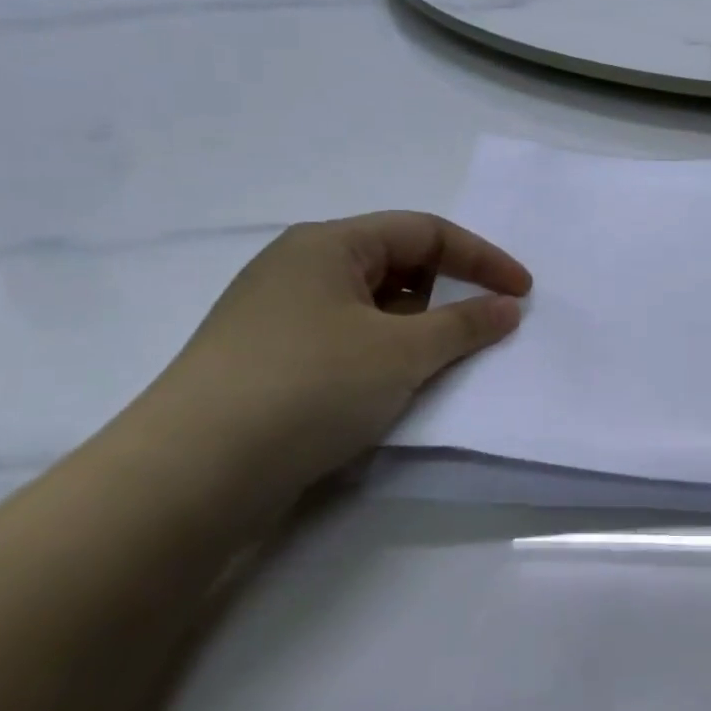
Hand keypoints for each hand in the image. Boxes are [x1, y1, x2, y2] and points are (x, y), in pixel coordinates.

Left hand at [141, 212, 529, 493]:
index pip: (425, 232)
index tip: (523, 293)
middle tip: (484, 326)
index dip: (482, 258)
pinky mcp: (267, 362)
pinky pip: (346, 339)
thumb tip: (508, 306)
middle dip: (448, 291)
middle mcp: (299, 268)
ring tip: (444, 361)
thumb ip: (466, 323)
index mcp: (328, 244)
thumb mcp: (402, 352)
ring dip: (417, 327)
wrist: (187, 478)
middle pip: (397, 263)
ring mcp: (277, 316)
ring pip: (371, 306)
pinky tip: (395, 387)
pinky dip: (384, 353)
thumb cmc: (308, 387)